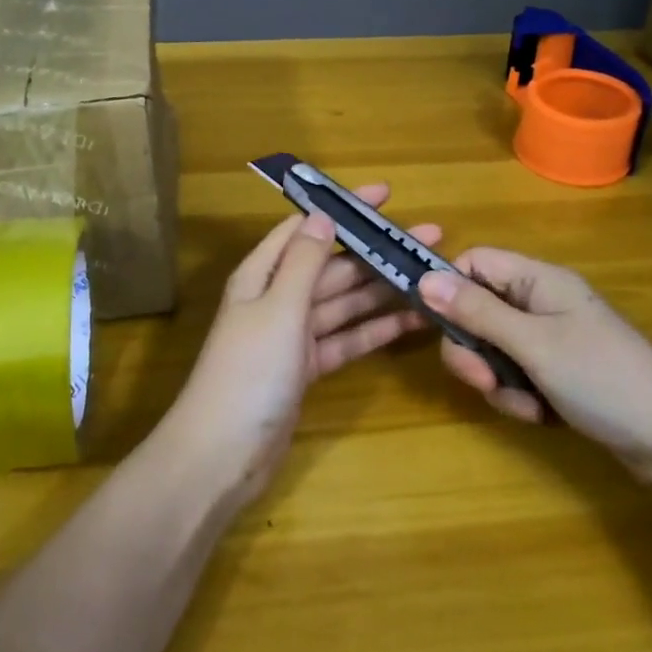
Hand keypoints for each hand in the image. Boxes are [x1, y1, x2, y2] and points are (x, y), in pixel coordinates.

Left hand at [164, 185, 437, 504]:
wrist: (222, 455)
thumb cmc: (248, 372)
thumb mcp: (278, 308)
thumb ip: (305, 262)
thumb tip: (323, 215)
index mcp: (263, 274)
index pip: (307, 227)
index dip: (344, 209)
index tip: (386, 195)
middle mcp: (278, 297)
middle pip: (333, 265)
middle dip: (377, 251)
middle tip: (430, 238)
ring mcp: (293, 335)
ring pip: (345, 302)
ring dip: (383, 289)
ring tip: (430, 276)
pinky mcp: (307, 368)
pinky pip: (347, 339)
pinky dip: (375, 330)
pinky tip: (412, 321)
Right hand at [419, 248, 651, 473]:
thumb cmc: (603, 378)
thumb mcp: (533, 344)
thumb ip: (476, 312)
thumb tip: (424, 279)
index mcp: (538, 280)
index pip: (475, 263)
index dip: (450, 289)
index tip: (439, 326)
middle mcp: (541, 302)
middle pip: (477, 310)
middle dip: (472, 349)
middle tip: (482, 381)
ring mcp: (551, 339)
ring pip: (493, 348)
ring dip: (497, 380)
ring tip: (526, 404)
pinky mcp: (558, 372)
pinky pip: (516, 374)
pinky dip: (518, 396)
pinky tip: (541, 415)